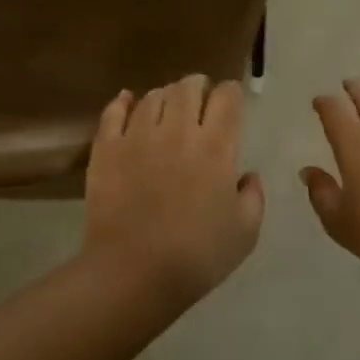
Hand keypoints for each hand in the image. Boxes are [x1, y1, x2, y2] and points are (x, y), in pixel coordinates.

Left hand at [83, 74, 264, 304]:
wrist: (133, 273)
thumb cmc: (197, 256)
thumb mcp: (246, 232)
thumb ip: (253, 196)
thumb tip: (246, 176)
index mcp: (216, 147)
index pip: (228, 97)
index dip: (232, 94)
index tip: (231, 104)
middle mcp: (177, 130)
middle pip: (188, 86)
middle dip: (198, 87)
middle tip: (199, 101)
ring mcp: (137, 136)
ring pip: (153, 96)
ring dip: (165, 96)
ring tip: (167, 109)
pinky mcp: (106, 149)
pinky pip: (113, 112)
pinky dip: (123, 102)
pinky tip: (127, 101)